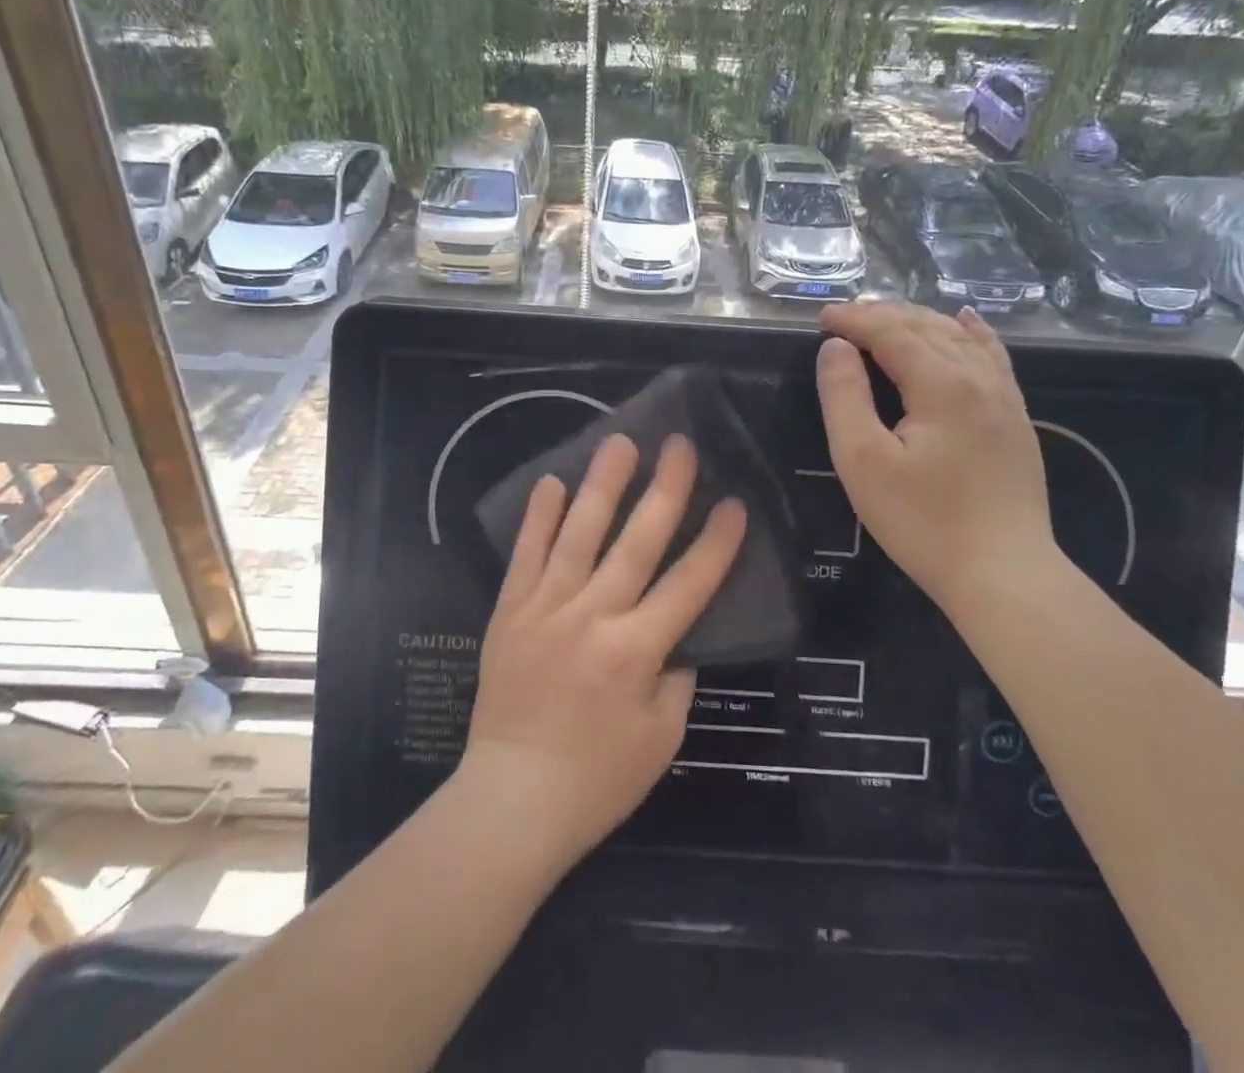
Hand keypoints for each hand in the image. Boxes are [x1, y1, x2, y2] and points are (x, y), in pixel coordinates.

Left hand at [459, 433, 746, 870]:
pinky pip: (525, 555)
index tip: (734, 502)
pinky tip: (551, 482)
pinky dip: (538, 518)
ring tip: (619, 442)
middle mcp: (593, 617)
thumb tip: (681, 631)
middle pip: (637, 542)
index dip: (716, 542)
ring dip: (602, 485)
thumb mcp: (662, 737)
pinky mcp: (509, 611)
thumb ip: (677, 676)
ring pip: (579, 534)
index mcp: (637, 651)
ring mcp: (546, 608)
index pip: (688, 584)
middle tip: (680, 445)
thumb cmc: (598, 779)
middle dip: (665, 490)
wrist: (512, 800)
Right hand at [814, 301, 1055, 606]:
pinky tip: (965, 321)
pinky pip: (993, 356)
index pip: (892, 332)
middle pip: (927, 326)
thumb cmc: (922, 521)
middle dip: (882, 315)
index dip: (854, 320)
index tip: (821, 318)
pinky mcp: (1016, 419)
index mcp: (941, 384)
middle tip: (844, 319)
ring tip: (886, 318)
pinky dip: (972, 332)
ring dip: (919, 320)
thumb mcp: (863, 460)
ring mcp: (1005, 397)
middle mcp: (979, 377)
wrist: (1003, 574)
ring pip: (960, 337)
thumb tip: (835, 348)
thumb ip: (845, 396)